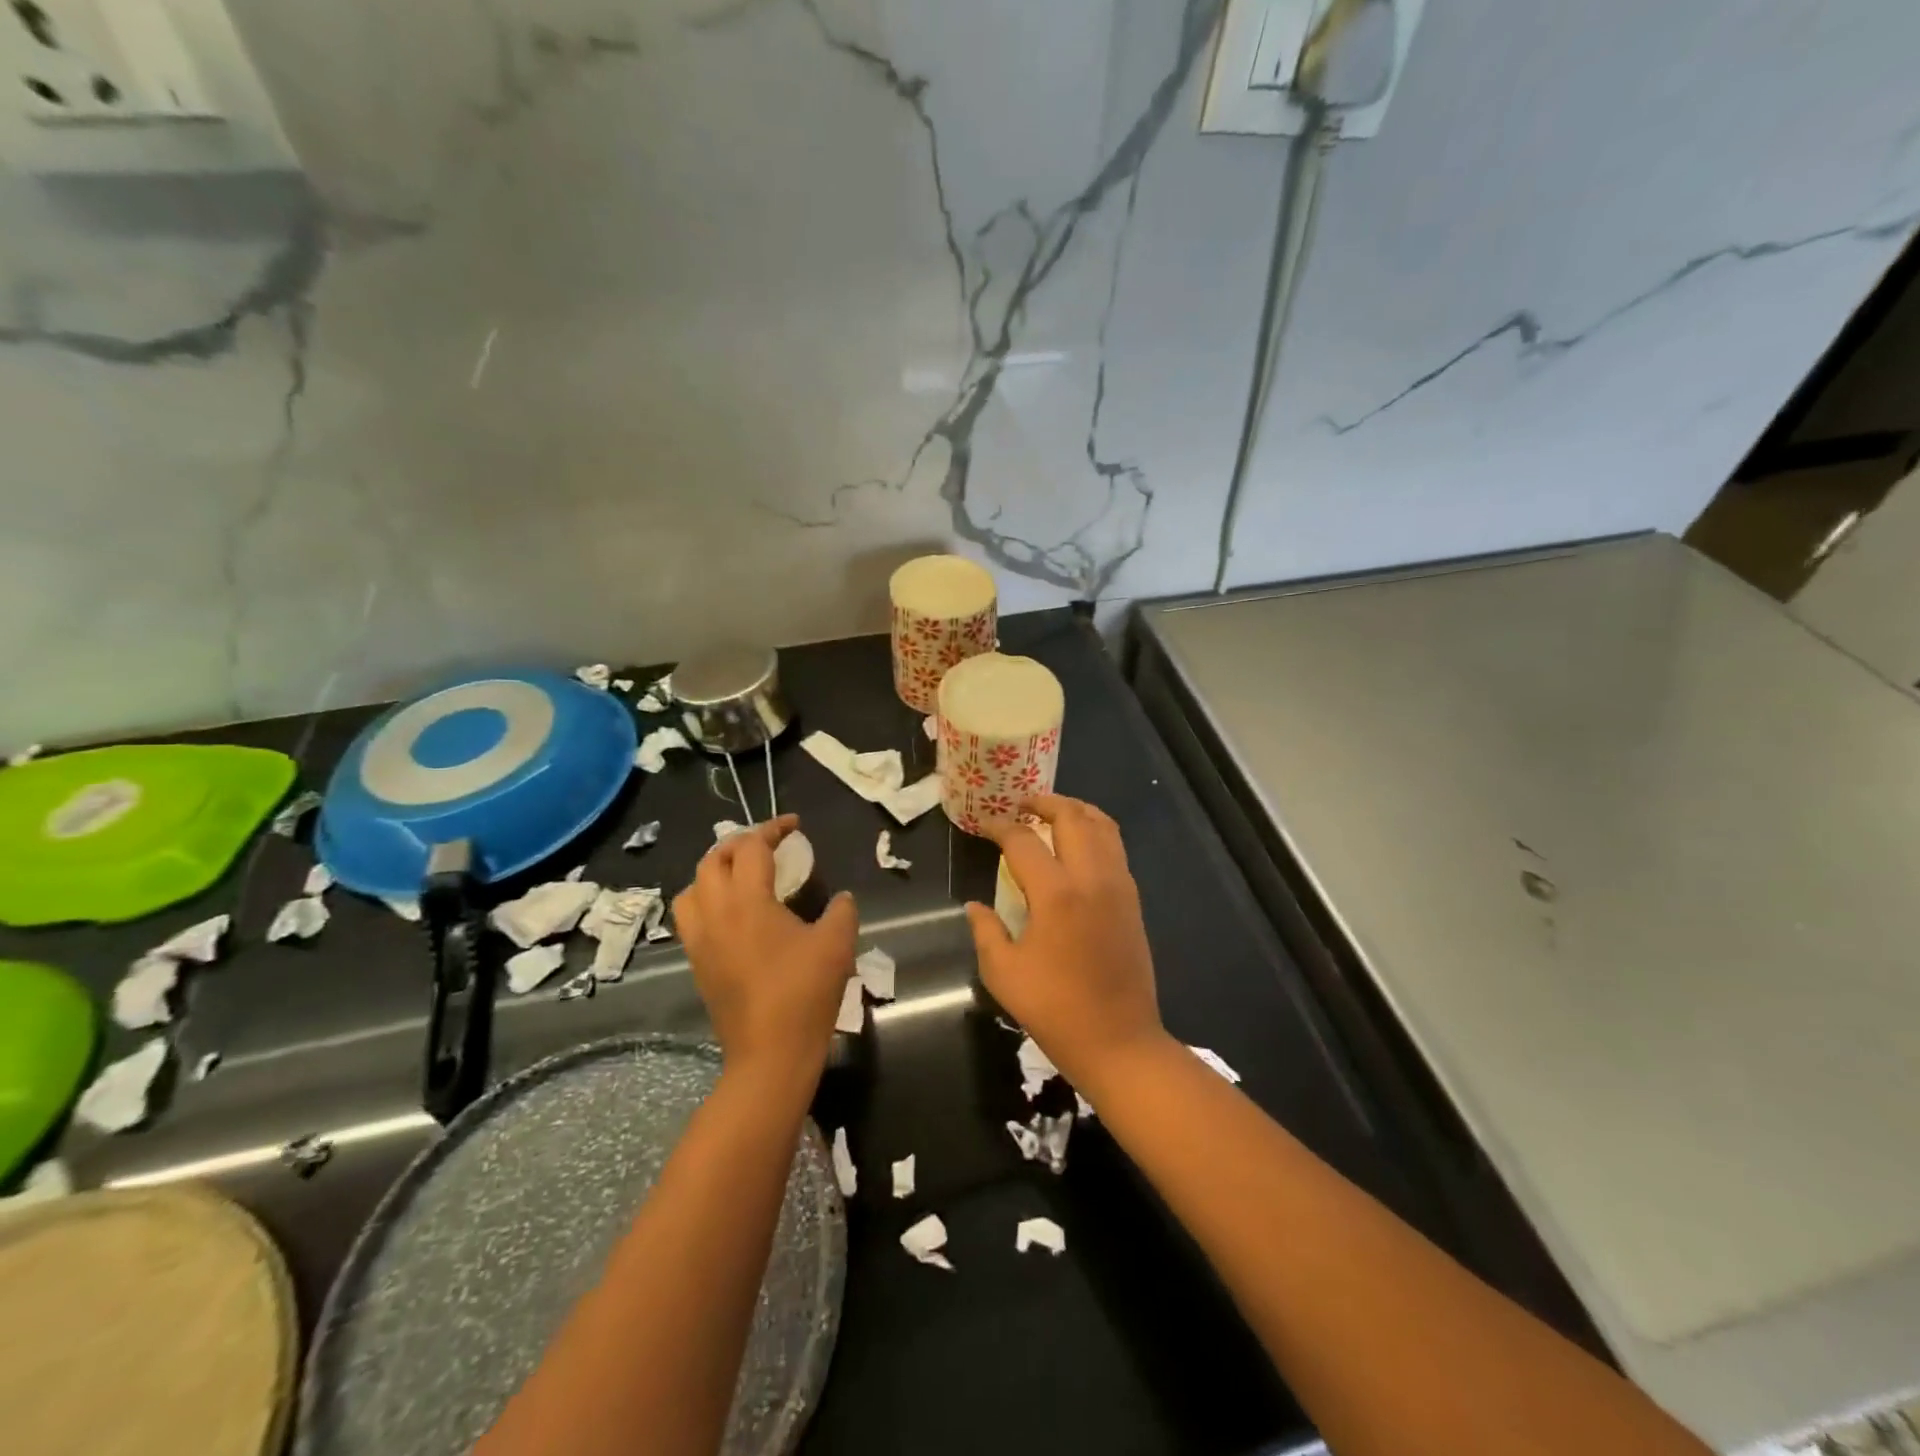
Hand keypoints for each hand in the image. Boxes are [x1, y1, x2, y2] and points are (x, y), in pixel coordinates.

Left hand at [673, 816, 857, 1086]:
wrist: (770, 1054)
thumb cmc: (805, 993)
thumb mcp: (837, 944)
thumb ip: (842, 911)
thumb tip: (841, 898)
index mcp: (747, 902)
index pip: (752, 848)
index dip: (773, 829)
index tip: (794, 825)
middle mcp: (715, 914)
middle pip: (713, 859)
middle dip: (740, 843)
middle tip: (768, 846)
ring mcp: (700, 940)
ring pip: (692, 888)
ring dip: (715, 871)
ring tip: (742, 875)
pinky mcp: (697, 963)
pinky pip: (690, 917)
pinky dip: (706, 899)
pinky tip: (733, 913)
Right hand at [965, 794, 1168, 1091]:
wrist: (1120, 1041)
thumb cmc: (1055, 1009)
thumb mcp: (1004, 973)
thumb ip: (986, 931)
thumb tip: (975, 906)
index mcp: (1056, 894)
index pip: (1023, 841)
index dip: (1000, 827)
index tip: (986, 825)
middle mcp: (1092, 878)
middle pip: (1072, 817)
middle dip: (1044, 802)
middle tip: (1022, 805)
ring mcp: (1119, 886)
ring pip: (1103, 825)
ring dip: (1076, 811)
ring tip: (1052, 814)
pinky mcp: (1133, 900)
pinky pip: (1115, 848)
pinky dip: (1096, 832)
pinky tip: (1078, 846)